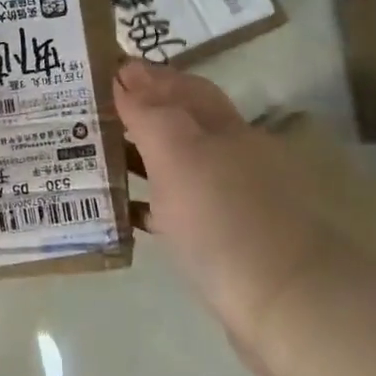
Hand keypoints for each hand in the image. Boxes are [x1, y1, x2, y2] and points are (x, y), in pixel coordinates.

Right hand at [114, 60, 334, 369]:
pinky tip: (121, 209)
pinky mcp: (221, 242)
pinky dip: (145, 202)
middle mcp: (230, 158)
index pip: (184, 87)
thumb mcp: (180, 155)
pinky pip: (173, 210)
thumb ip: (150, 113)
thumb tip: (126, 76)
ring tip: (92, 154)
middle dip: (140, 113)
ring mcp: (228, 201)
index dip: (148, 75)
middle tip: (90, 111)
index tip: (105, 69)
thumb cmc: (225, 219)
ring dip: (138, 157)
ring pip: (174, 167)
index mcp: (224, 130)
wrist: (285, 306)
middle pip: (180, 124)